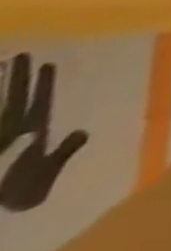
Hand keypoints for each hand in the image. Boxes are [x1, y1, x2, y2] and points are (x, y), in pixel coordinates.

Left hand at [0, 54, 87, 212]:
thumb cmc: (13, 195)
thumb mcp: (42, 178)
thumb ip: (62, 153)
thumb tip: (83, 130)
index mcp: (28, 133)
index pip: (37, 102)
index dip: (42, 84)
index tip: (49, 63)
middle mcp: (8, 130)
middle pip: (11, 99)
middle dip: (16, 78)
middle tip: (20, 55)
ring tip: (1, 66)